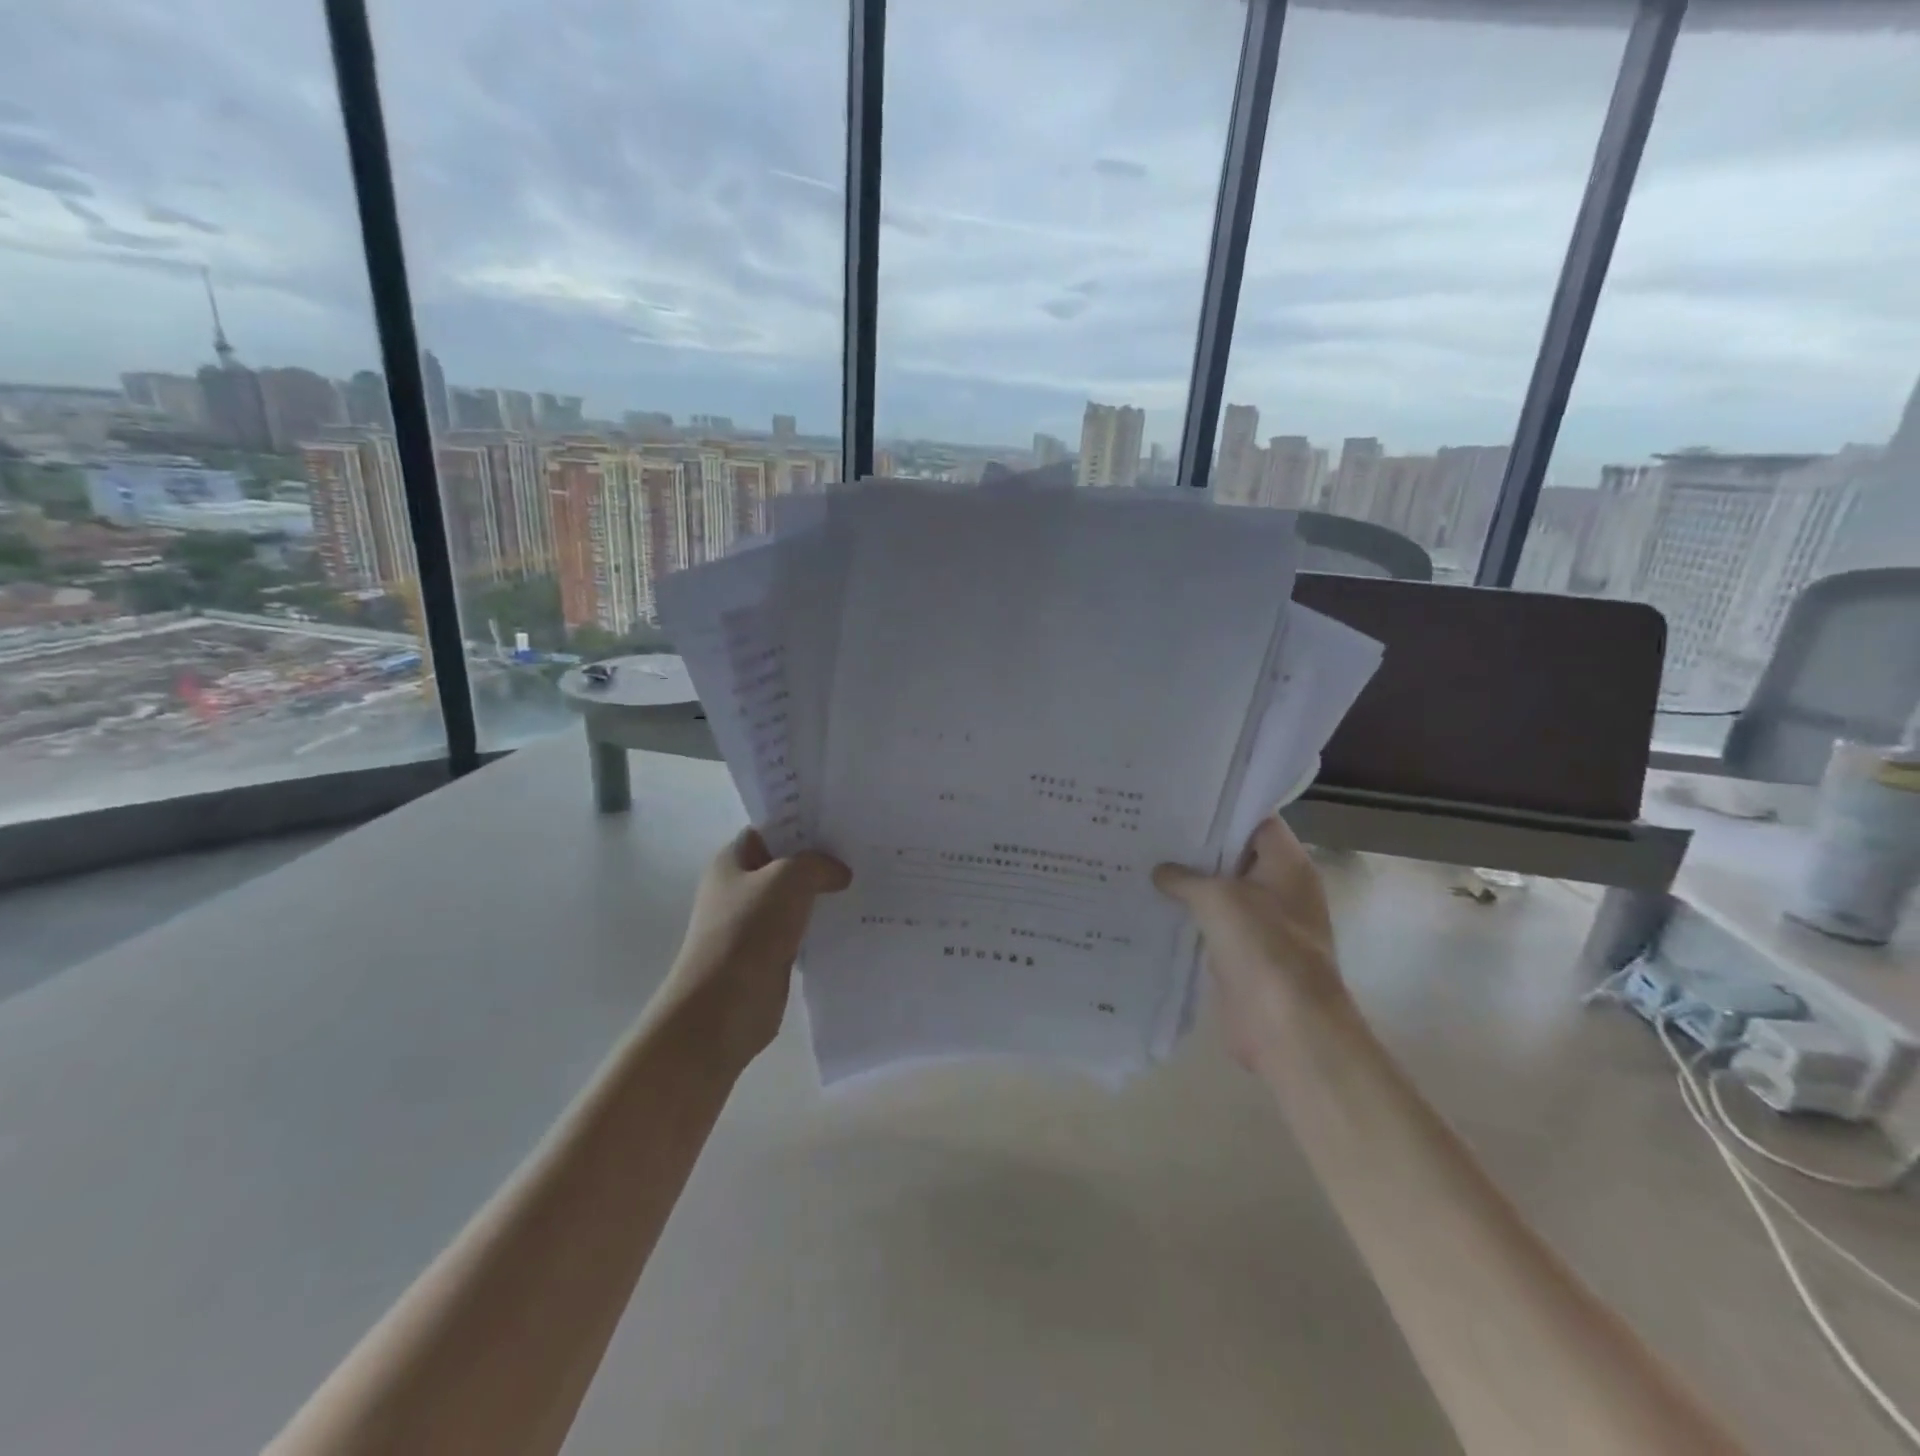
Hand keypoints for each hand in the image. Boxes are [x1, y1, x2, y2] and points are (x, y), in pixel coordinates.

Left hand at [662, 828, 850, 1072]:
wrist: (722, 1009)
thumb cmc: (747, 932)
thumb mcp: (787, 879)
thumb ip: (818, 864)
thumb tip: (839, 873)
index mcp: (732, 861)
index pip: (770, 829)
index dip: (803, 823)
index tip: (842, 822)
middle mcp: (740, 888)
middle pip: (787, 864)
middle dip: (822, 859)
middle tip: (864, 852)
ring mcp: (754, 924)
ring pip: (798, 899)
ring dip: (826, 895)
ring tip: (868, 882)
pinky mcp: (770, 955)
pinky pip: (803, 931)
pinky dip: (825, 926)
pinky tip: (855, 921)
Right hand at [1153, 817, 1349, 1070]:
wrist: (1287, 1027)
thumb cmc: (1263, 948)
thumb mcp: (1218, 898)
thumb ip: (1185, 877)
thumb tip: (1160, 871)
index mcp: (1287, 864)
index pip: (1255, 819)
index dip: (1220, 806)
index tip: (1179, 797)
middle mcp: (1278, 888)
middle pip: (1234, 854)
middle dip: (1195, 843)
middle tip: (1149, 825)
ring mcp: (1262, 922)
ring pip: (1220, 889)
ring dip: (1187, 881)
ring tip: (1140, 858)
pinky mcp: (1243, 952)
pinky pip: (1212, 923)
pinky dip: (1187, 914)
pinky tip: (1149, 902)